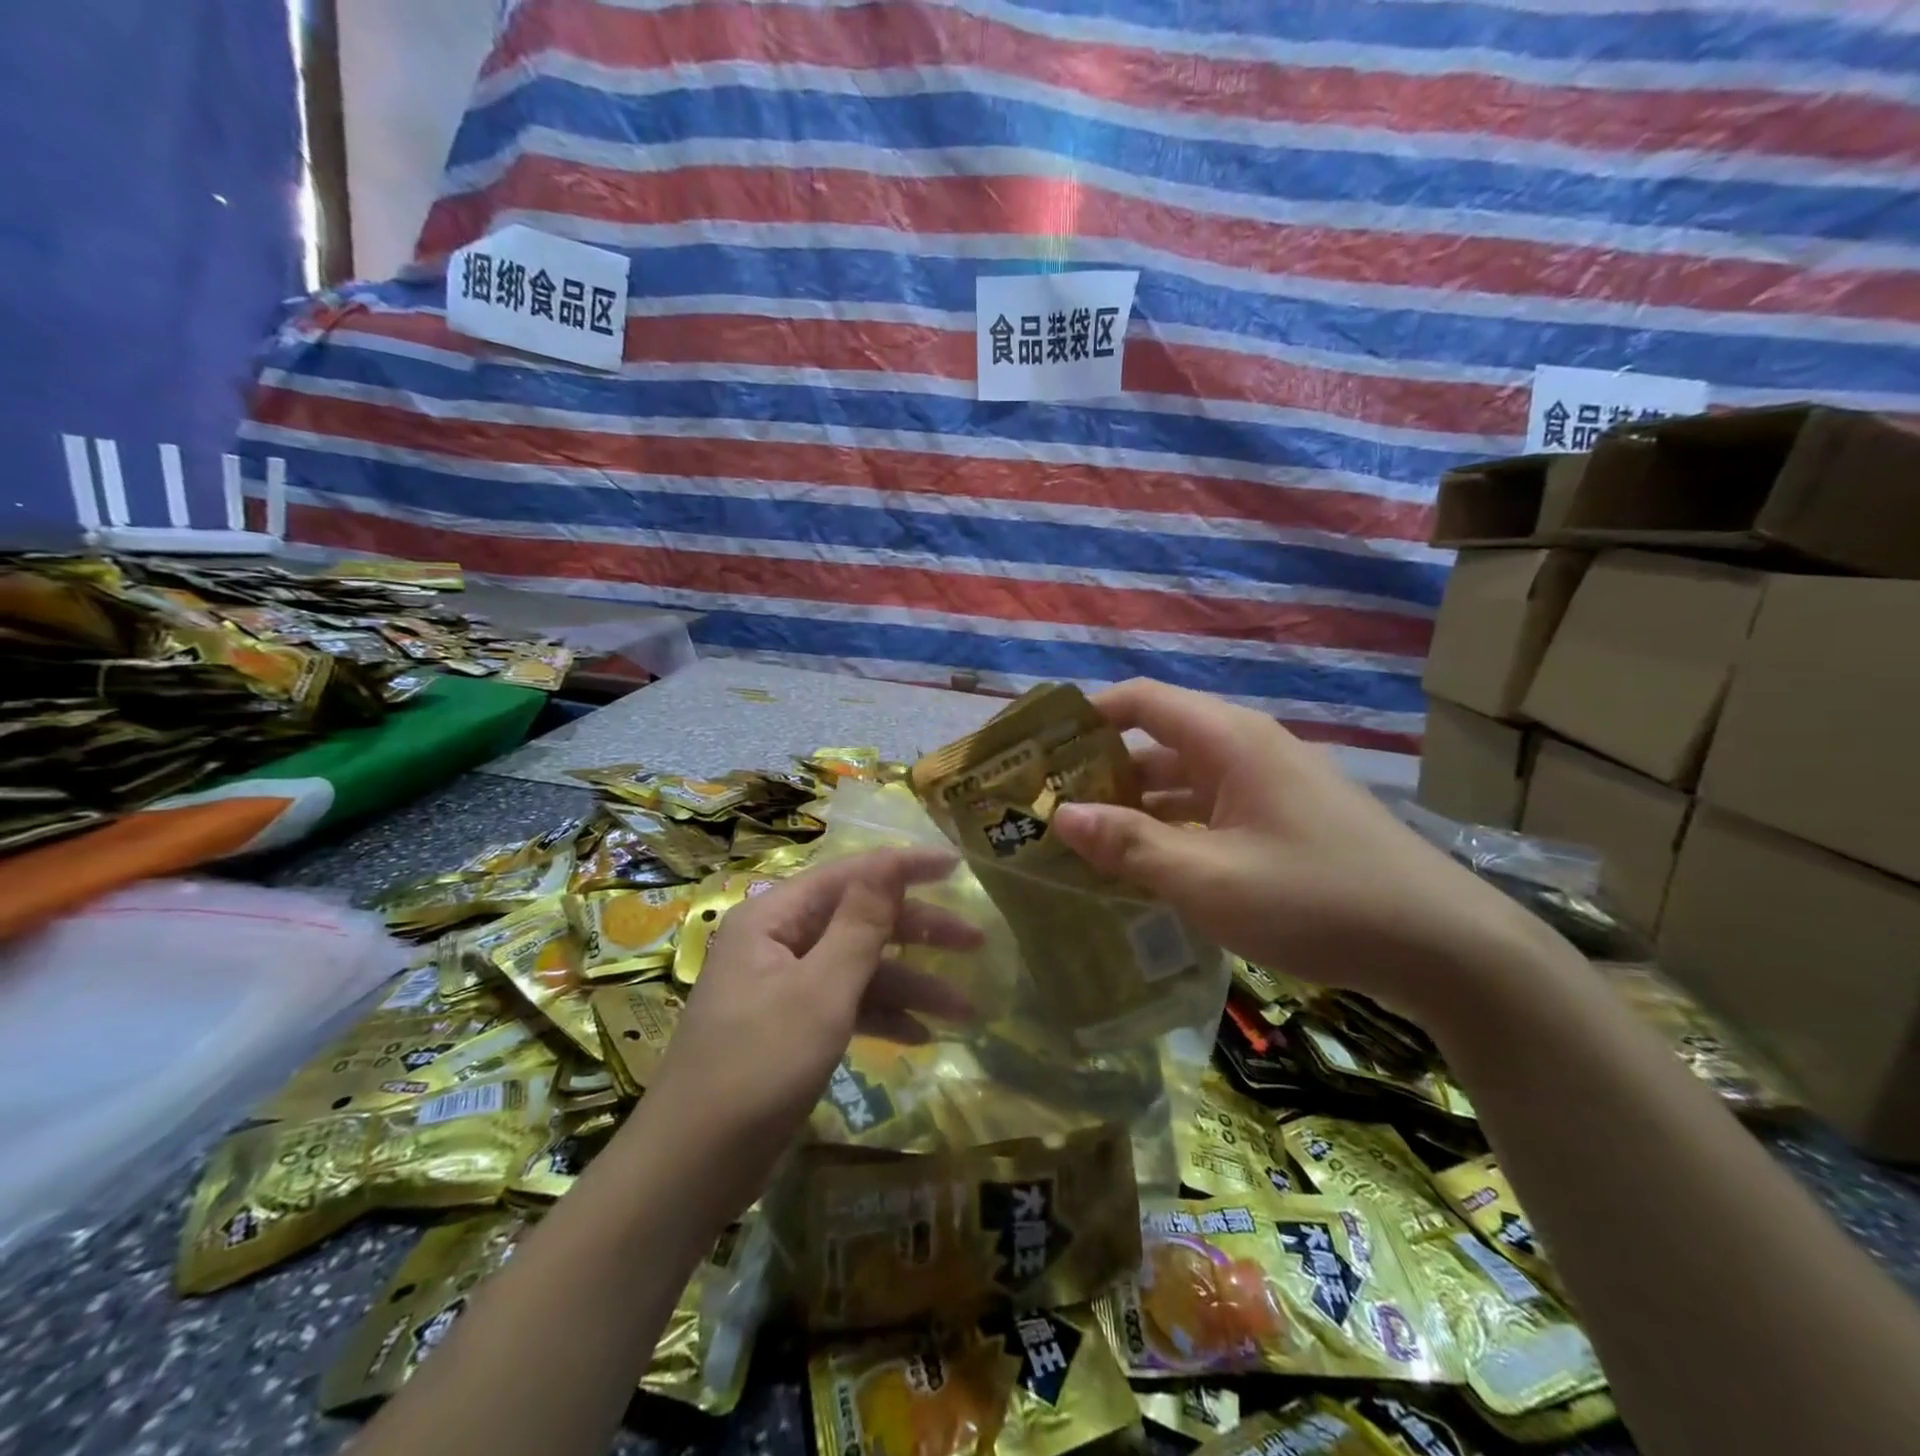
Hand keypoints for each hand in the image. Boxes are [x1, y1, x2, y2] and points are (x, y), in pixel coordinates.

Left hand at [643, 847, 979, 1217]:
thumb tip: (889, 863)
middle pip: (860, 920)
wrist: (690, 1168)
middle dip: (919, 933)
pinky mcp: (789, 1026)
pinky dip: (881, 1016)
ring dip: (910, 985)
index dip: (905, 867)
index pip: (850, 875)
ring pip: (858, 967)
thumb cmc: (758, 1067)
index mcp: (774, 918)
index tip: (957, 867)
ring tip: (966, 1009)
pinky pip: (844, 1004)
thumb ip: (860, 925)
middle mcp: (778, 941)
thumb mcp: (820, 992)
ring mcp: (782, 985)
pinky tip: (921, 1037)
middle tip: (976, 941)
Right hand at [1050, 679, 1542, 1020]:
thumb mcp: (1209, 878)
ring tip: (1086, 843)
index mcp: (1229, 741)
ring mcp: (1271, 787)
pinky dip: (1173, 831)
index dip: (1086, 715)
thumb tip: (1060, 815)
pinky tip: (1150, 870)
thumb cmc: (1318, 899)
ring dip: (1137, 807)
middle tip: (1050, 808)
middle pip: (1158, 742)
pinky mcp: (1286, 822)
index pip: (1141, 700)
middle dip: (1102, 771)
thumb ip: (1130, 845)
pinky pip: (1211, 812)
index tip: (1039, 747)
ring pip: (1184, 782)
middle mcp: (1248, 750)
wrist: (1446, 948)